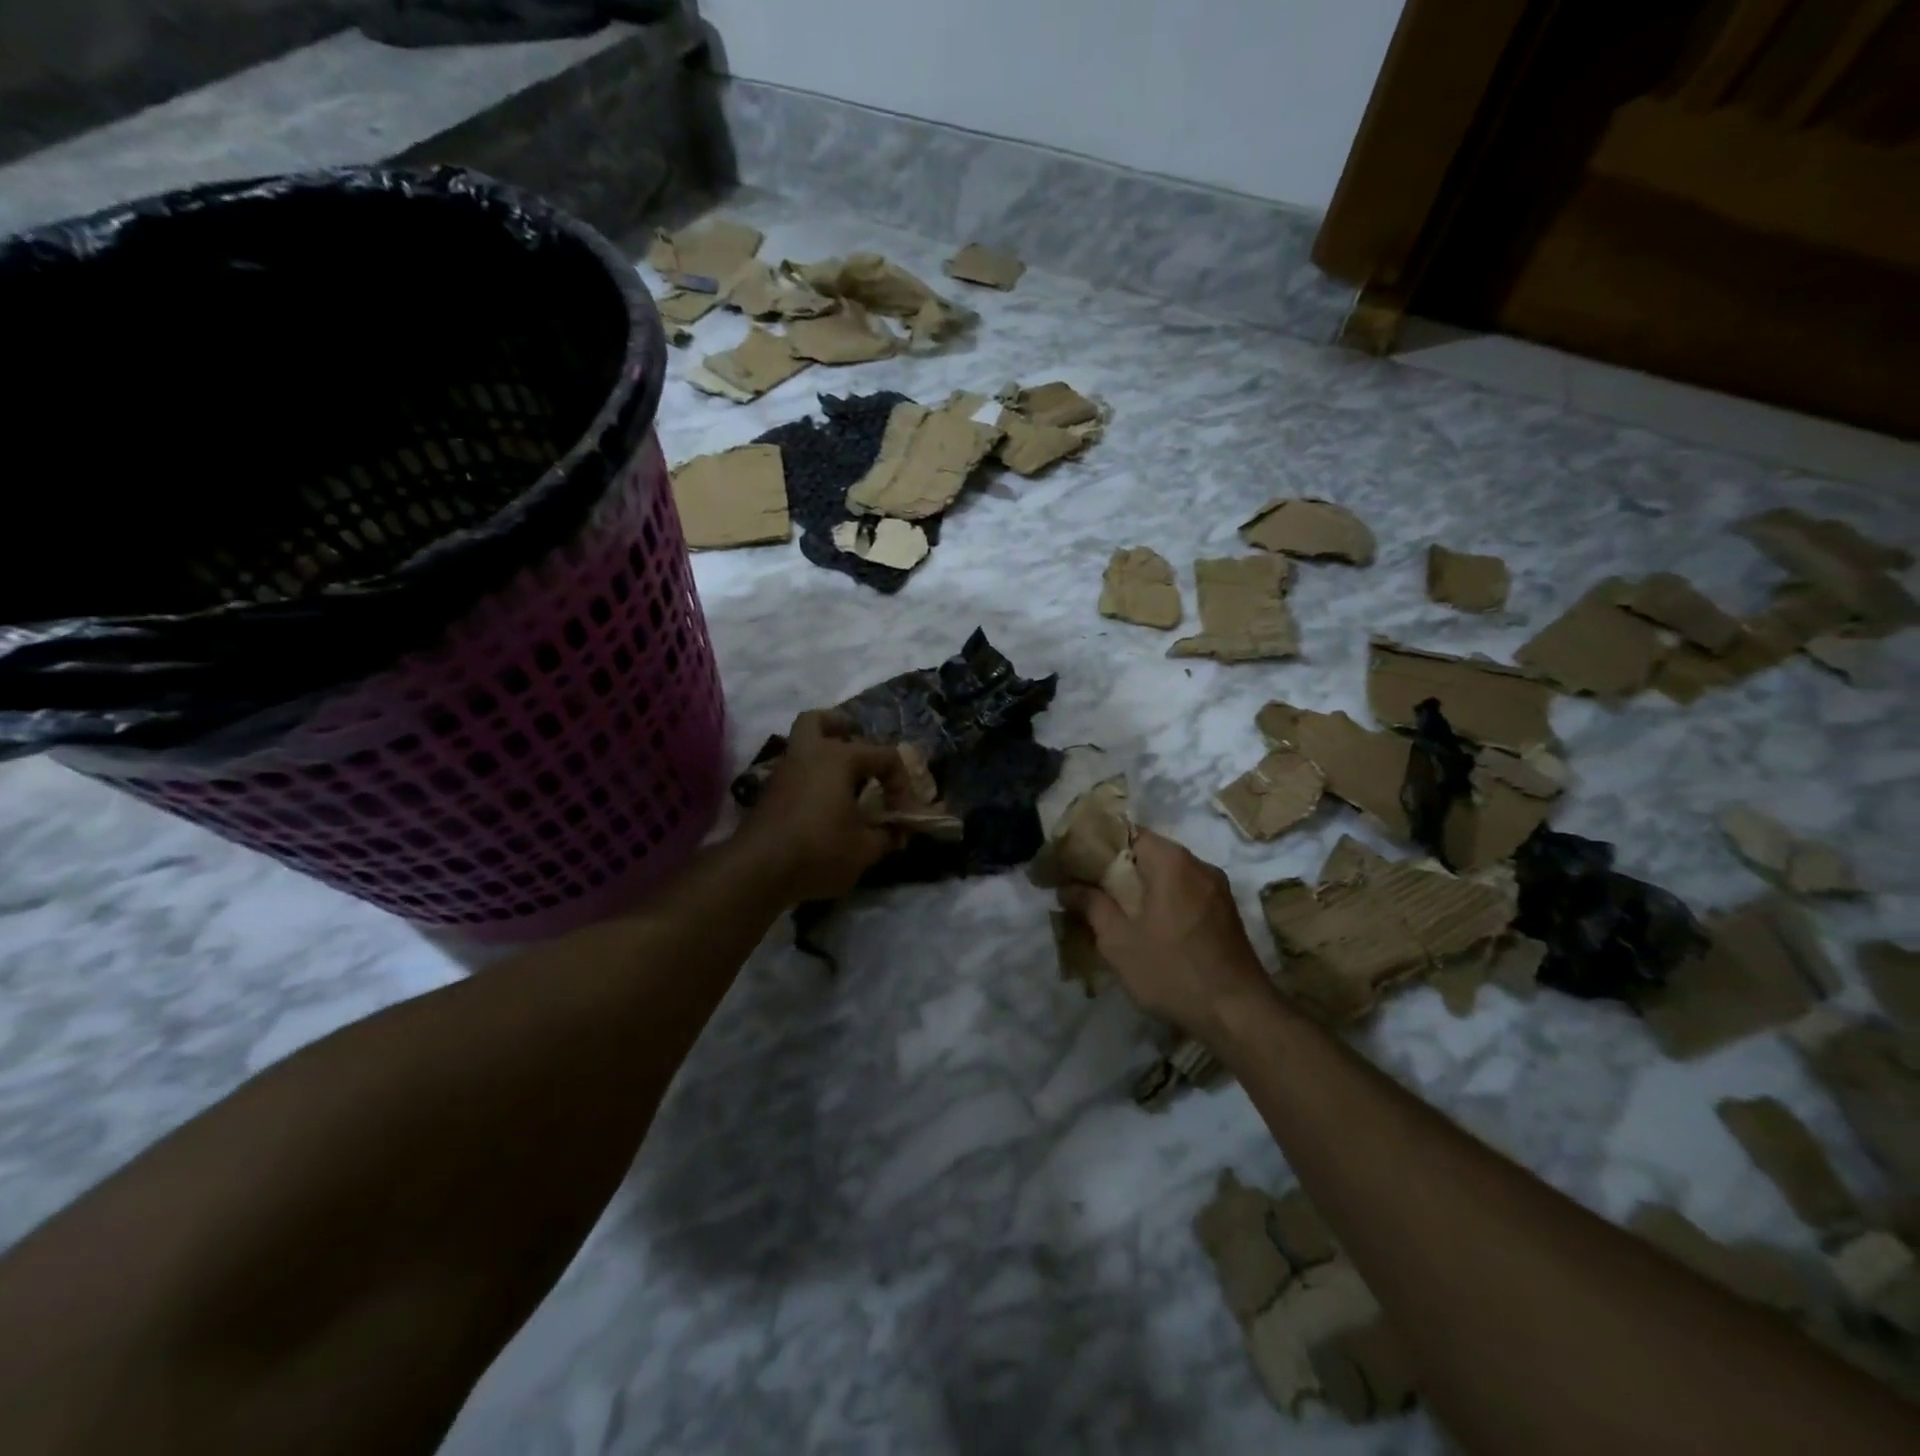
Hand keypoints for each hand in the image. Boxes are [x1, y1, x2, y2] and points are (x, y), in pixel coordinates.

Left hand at [735, 711, 908, 903]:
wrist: (757, 870)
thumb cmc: (819, 850)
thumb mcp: (864, 849)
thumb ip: (886, 836)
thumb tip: (897, 833)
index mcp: (839, 758)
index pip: (884, 756)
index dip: (901, 782)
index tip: (903, 813)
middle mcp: (809, 754)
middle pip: (818, 721)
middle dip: (839, 727)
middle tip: (855, 744)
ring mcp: (783, 772)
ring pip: (801, 745)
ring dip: (822, 755)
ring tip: (843, 781)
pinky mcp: (768, 794)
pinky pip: (794, 771)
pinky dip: (809, 777)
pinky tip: (823, 803)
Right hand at [1060, 829, 1277, 1041]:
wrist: (1238, 1015)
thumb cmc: (1172, 971)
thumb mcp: (1119, 941)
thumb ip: (1091, 906)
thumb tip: (1068, 886)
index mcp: (1172, 861)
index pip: (1128, 834)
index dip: (1099, 846)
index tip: (1076, 864)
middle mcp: (1199, 865)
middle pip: (1149, 853)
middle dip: (1118, 869)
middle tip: (1089, 888)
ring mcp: (1217, 889)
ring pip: (1169, 874)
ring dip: (1142, 886)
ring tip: (1114, 908)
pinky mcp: (1226, 912)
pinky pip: (1186, 892)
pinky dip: (1164, 900)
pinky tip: (1149, 926)